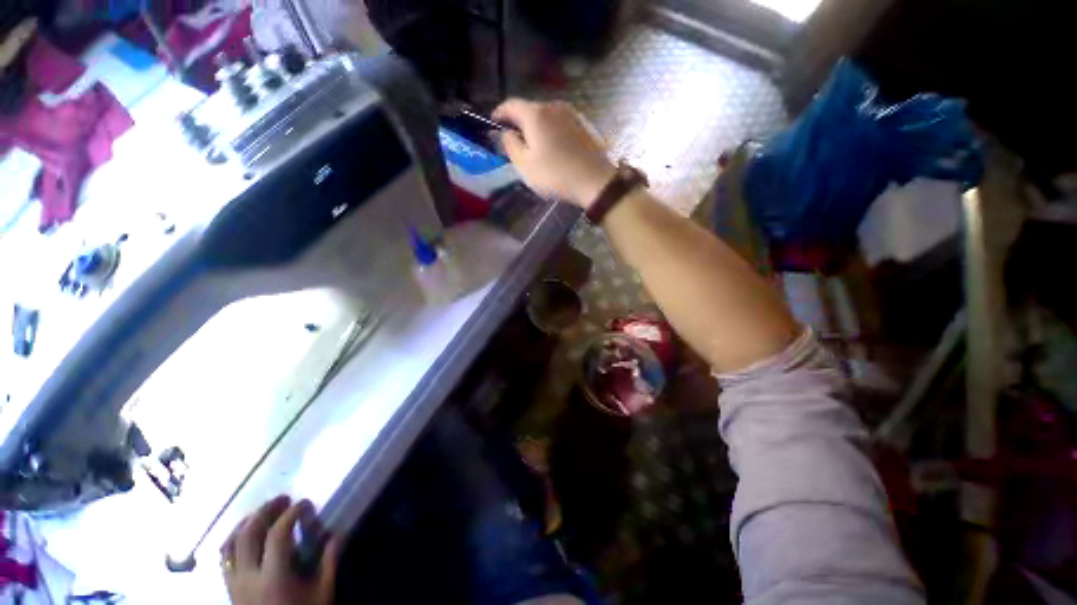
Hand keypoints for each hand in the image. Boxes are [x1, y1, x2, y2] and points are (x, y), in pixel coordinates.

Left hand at [221, 496, 342, 604]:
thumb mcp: (323, 592)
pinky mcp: (228, 588)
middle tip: (283, 499)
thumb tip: (338, 531)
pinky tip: (245, 533)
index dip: (291, 514)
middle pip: (248, 534)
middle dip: (265, 511)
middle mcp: (248, 578)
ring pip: (230, 544)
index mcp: (273, 579)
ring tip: (263, 511)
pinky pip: (223, 557)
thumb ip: (330, 561)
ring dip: (246, 522)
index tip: (304, 502)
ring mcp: (234, 584)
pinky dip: (233, 539)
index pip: (277, 535)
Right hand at [493, 99, 615, 208]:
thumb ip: (510, 145)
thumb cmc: (555, 175)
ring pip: (546, 116)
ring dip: (537, 127)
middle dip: (519, 122)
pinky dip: (552, 131)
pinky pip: (560, 124)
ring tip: (534, 146)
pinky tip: (554, 148)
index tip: (493, 123)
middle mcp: (554, 106)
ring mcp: (572, 114)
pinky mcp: (584, 125)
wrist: (595, 181)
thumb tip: (505, 133)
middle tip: (514, 140)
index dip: (499, 113)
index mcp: (536, 114)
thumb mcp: (525, 165)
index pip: (511, 105)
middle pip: (530, 109)